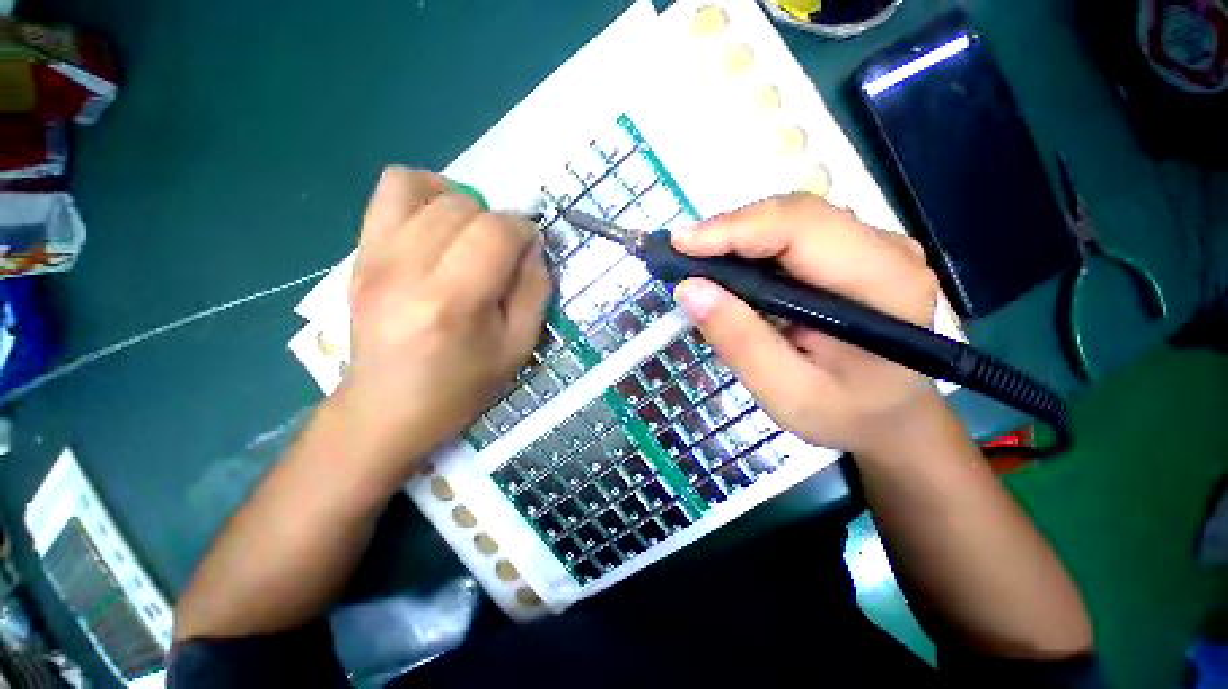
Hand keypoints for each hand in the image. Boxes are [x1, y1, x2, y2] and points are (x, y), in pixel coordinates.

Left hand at [336, 167, 550, 482]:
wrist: (388, 408)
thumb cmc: (462, 385)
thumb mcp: (518, 347)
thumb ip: (535, 290)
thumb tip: (533, 247)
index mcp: (453, 302)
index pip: (497, 232)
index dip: (525, 232)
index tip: (530, 252)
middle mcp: (407, 269)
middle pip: (465, 207)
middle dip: (498, 223)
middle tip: (502, 255)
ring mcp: (375, 257)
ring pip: (428, 188)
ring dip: (464, 205)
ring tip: (471, 237)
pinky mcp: (360, 253)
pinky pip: (391, 190)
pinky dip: (424, 191)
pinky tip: (438, 221)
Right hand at [671, 194, 941, 456]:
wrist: (890, 416)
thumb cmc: (845, 414)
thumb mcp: (787, 393)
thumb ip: (741, 342)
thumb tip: (689, 289)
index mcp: (882, 283)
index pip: (802, 228)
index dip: (735, 228)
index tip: (679, 245)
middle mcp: (884, 249)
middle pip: (793, 215)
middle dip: (727, 232)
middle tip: (679, 256)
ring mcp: (870, 245)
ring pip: (788, 220)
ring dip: (735, 239)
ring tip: (696, 265)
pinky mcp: (850, 252)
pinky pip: (790, 236)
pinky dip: (749, 250)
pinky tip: (726, 271)